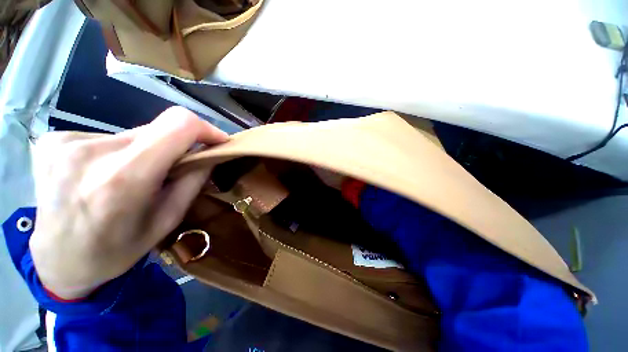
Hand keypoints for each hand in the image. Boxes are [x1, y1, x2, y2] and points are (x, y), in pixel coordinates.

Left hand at [29, 107, 227, 299]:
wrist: (58, 261)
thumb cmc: (117, 250)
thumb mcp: (167, 220)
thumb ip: (192, 181)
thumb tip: (208, 154)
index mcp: (124, 177)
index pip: (177, 125)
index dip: (205, 128)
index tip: (217, 141)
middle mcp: (91, 152)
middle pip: (156, 128)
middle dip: (175, 145)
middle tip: (174, 168)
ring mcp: (65, 142)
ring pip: (133, 133)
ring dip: (147, 150)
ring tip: (135, 176)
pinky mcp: (53, 139)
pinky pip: (107, 137)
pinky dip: (120, 152)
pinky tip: (106, 173)